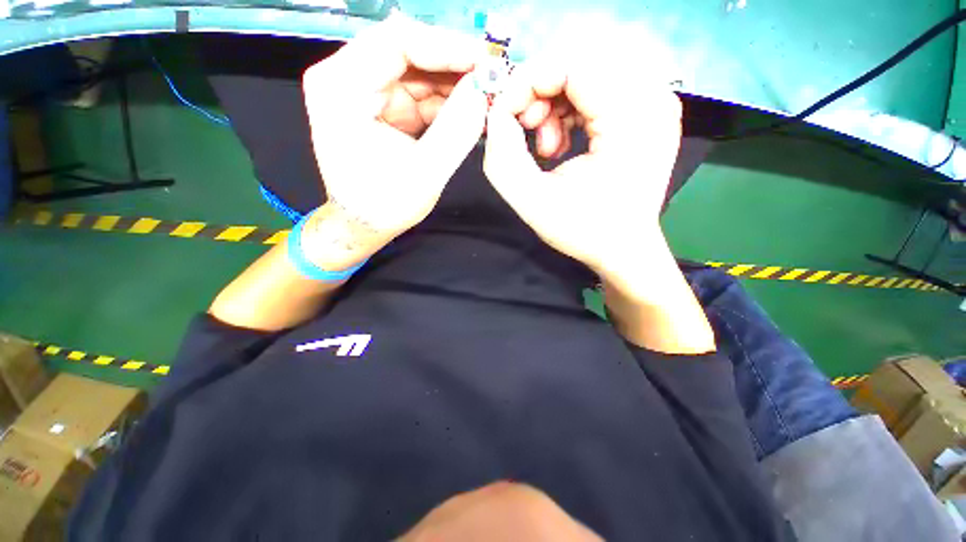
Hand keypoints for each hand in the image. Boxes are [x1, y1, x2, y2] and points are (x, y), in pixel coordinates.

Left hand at [303, 15, 487, 242]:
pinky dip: (445, 101)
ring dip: (453, 84)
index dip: (446, 46)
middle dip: (453, 65)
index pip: (396, 42)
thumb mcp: (425, 173)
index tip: (485, 61)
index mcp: (341, 87)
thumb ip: (455, 131)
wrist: (365, 224)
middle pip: (407, 51)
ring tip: (485, 97)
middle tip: (491, 78)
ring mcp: (364, 90)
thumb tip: (483, 90)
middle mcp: (346, 78)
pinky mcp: (381, 105)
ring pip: (417, 70)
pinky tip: (467, 110)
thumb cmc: (385, 205)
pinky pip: (417, 92)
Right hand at [482, 54, 682, 277]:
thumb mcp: (531, 201)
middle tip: (527, 134)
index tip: (503, 115)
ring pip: (587, 74)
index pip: (571, 65)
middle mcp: (652, 99)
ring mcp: (654, 103)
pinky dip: (570, 110)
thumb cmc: (583, 231)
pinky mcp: (647, 113)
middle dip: (540, 94)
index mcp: (630, 119)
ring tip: (547, 148)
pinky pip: (598, 90)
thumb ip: (502, 157)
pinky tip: (563, 144)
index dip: (526, 82)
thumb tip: (495, 115)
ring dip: (554, 104)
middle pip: (580, 63)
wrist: (624, 250)